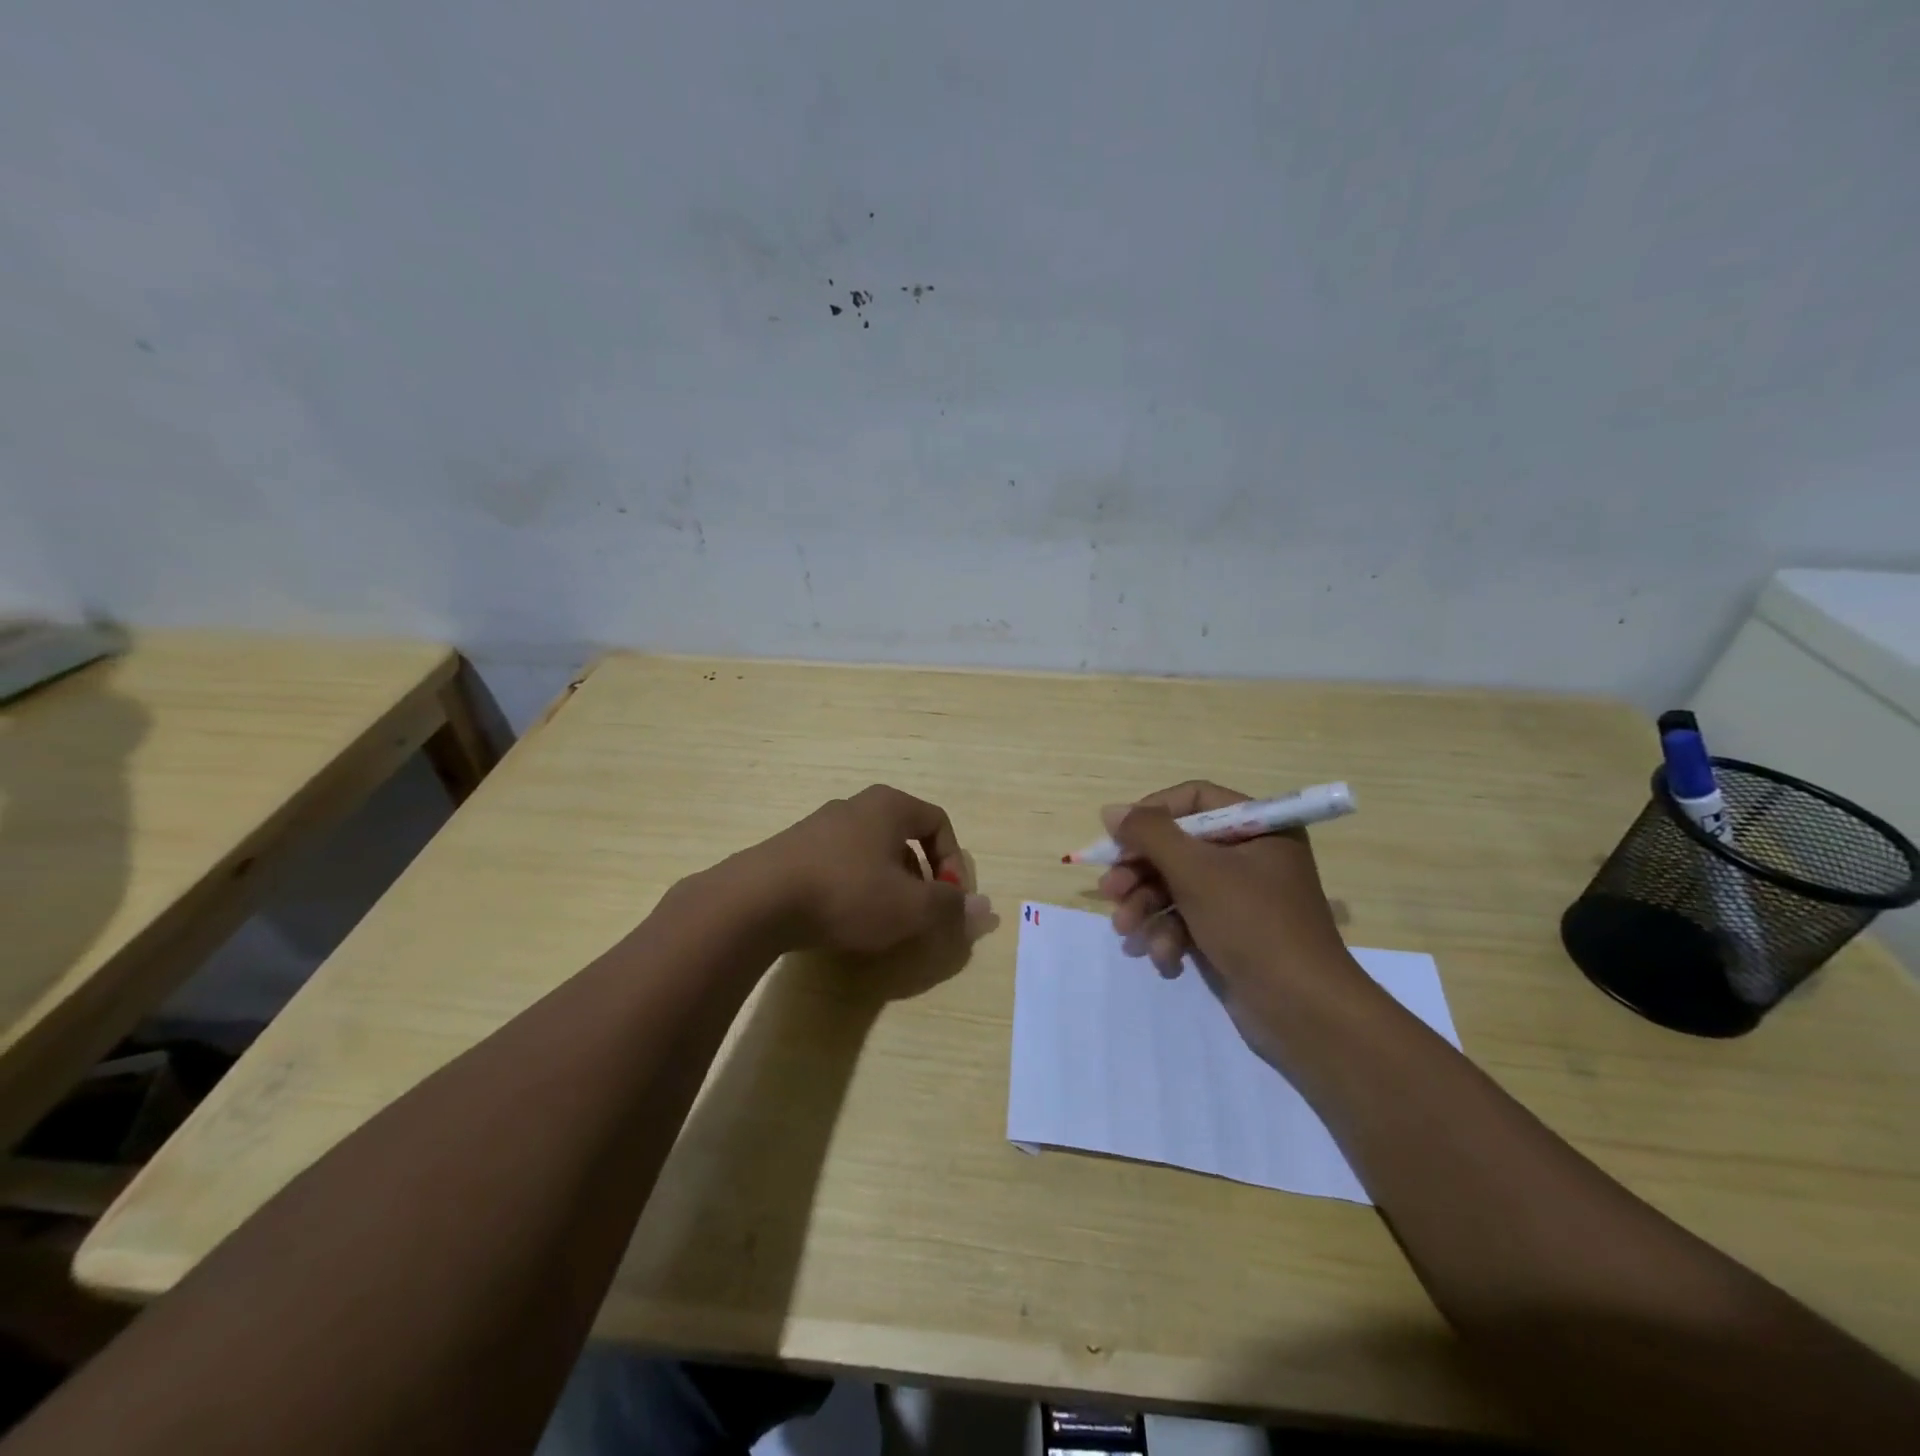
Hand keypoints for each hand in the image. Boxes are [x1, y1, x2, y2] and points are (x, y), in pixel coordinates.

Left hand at [746, 785, 992, 955]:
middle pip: (904, 837)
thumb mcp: (910, 907)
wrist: (757, 901)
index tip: (950, 900)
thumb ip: (950, 907)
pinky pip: (839, 864)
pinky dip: (853, 888)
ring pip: (871, 852)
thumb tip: (985, 908)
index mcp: (888, 806)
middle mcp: (855, 806)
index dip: (954, 862)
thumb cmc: (847, 893)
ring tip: (881, 921)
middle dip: (920, 877)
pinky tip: (842, 919)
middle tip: (919, 913)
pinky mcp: (792, 849)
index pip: (938, 822)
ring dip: (887, 885)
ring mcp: (819, 826)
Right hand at [1096, 780, 1365, 1061]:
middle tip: (1110, 892)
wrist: (1302, 1011)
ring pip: (1176, 887)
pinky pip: (1188, 920)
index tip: (1118, 838)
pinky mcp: (1231, 934)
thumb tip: (1111, 810)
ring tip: (1126, 932)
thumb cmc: (1252, 924)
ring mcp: (1241, 898)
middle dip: (1140, 873)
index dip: (1151, 814)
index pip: (1194, 799)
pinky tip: (1163, 958)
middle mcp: (1251, 856)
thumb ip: (1149, 834)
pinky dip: (1169, 936)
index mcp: (1259, 828)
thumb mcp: (1196, 871)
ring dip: (1146, 909)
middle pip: (1178, 847)